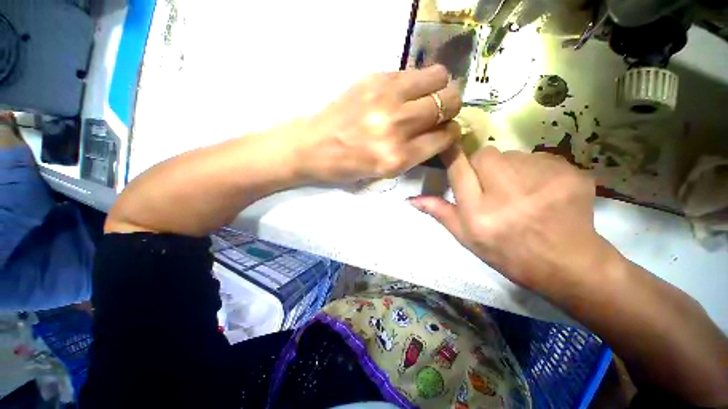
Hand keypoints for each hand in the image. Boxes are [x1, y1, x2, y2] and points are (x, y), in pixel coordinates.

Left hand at [292, 65, 461, 182]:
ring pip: (437, 78)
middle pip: (448, 103)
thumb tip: (437, 133)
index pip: (445, 137)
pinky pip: (412, 71)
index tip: (445, 131)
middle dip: (450, 108)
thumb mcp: (383, 174)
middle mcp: (397, 127)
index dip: (450, 133)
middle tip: (439, 111)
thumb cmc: (345, 167)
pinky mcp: (373, 79)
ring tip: (426, 96)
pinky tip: (404, 91)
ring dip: (439, 88)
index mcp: (397, 158)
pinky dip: (416, 81)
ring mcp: (385, 99)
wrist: (311, 146)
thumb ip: (413, 154)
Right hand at [409, 144, 609, 294]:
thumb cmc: (507, 253)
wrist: (567, 264)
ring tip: (519, 191)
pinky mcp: (569, 174)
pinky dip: (534, 170)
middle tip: (491, 184)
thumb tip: (411, 199)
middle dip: (482, 164)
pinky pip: (539, 158)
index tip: (450, 146)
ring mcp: (542, 182)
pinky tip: (541, 191)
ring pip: (512, 154)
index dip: (452, 154)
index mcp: (479, 212)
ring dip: (509, 168)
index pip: (458, 168)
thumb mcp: (466, 237)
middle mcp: (507, 193)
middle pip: (485, 154)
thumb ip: (440, 212)